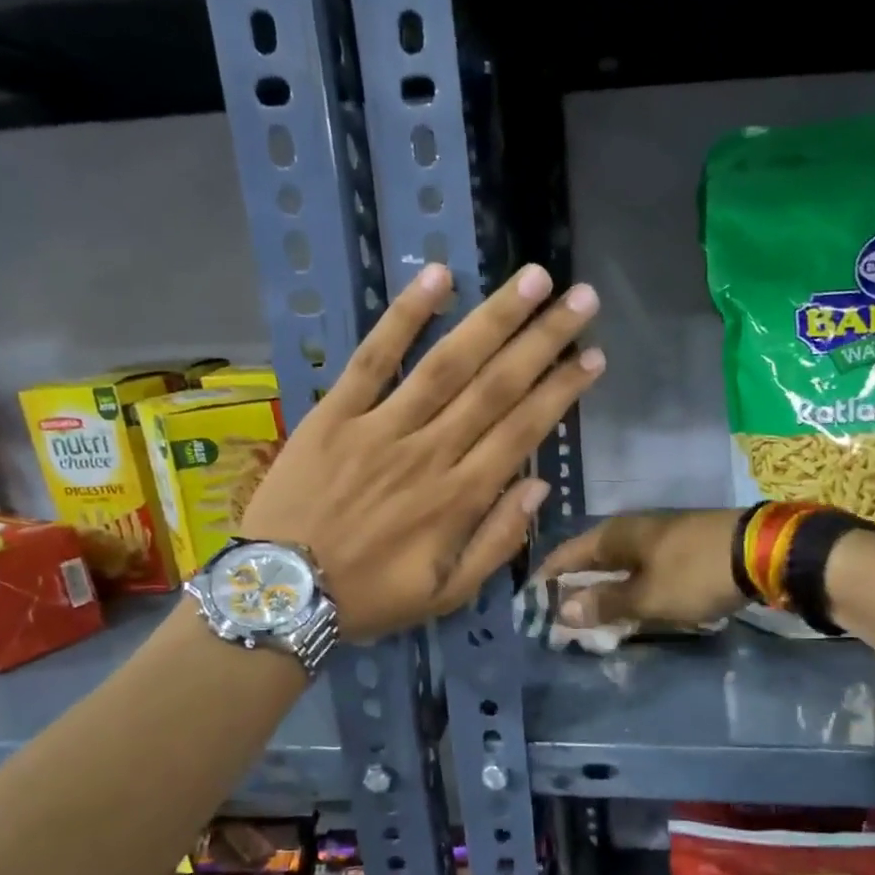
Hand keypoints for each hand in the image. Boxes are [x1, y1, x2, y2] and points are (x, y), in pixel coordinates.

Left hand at [240, 262, 603, 640]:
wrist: (280, 593)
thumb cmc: (370, 598)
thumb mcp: (447, 594)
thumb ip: (497, 542)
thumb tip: (539, 487)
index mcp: (459, 498)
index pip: (523, 431)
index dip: (562, 391)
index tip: (593, 357)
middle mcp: (430, 453)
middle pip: (496, 386)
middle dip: (544, 340)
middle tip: (582, 299)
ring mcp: (380, 428)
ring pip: (447, 364)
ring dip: (494, 318)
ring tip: (533, 279)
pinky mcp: (334, 414)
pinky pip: (371, 357)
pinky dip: (404, 316)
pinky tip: (438, 277)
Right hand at [535, 510, 743, 628]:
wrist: (761, 552)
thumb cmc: (695, 574)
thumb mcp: (647, 596)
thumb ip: (605, 603)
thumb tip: (562, 609)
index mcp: (615, 534)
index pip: (567, 555)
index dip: (548, 578)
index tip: (532, 604)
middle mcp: (632, 529)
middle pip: (591, 559)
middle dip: (576, 588)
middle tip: (562, 619)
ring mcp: (659, 535)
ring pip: (619, 565)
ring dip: (605, 590)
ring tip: (593, 620)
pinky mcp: (682, 546)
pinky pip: (642, 568)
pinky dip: (631, 588)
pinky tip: (633, 606)